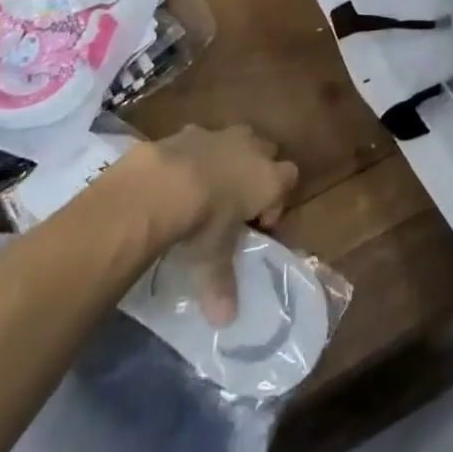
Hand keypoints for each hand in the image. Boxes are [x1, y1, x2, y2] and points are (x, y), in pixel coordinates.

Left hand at [126, 125, 298, 325]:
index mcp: (269, 177)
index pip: (290, 178)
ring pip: (236, 138)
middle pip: (267, 151)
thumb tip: (225, 321)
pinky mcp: (189, 129)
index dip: (277, 199)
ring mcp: (221, 134)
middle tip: (236, 203)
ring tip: (206, 187)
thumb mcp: (213, 259)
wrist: (162, 184)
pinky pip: (200, 138)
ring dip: (228, 157)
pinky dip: (194, 153)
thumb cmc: (203, 223)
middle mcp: (251, 149)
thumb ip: (222, 285)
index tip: (258, 223)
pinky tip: (176, 176)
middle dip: (256, 171)